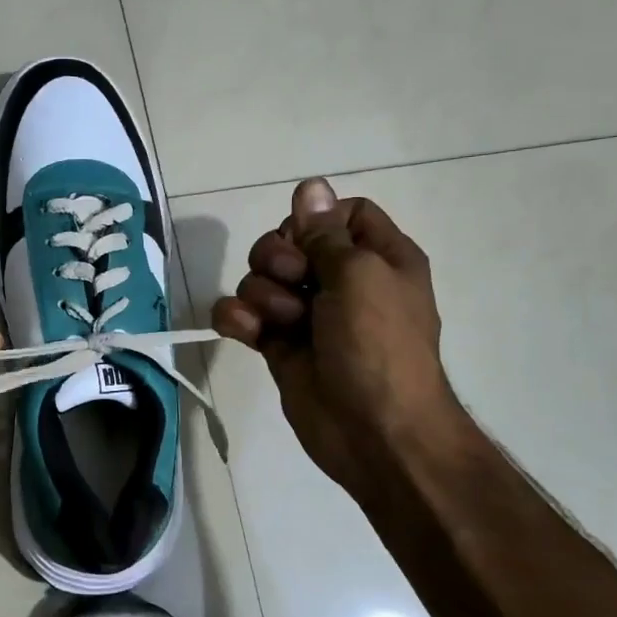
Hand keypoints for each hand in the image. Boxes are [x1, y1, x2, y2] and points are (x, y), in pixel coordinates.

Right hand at [211, 179, 455, 493]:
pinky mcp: (278, 345)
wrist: (375, 432)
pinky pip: (242, 315)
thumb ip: (325, 232)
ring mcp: (307, 314)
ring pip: (260, 278)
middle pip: (289, 241)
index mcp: (377, 257)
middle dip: (278, 257)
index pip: (339, 214)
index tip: (308, 240)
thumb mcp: (359, 276)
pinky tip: (246, 333)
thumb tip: (310, 185)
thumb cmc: (379, 346)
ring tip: (283, 322)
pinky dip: (237, 318)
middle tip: (294, 280)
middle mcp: (341, 280)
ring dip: (262, 294)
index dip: (315, 221)